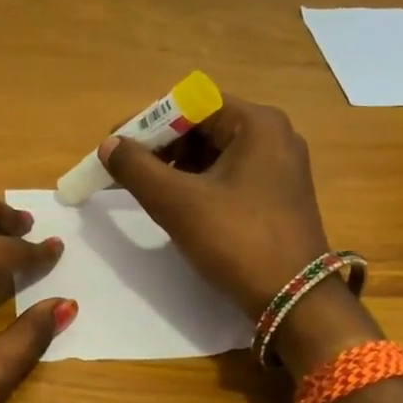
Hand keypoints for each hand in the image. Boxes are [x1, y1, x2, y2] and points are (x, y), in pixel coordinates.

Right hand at [98, 96, 378, 373]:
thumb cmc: (237, 240)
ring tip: (142, 188)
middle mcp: (273, 135)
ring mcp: (279, 166)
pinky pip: (228, 174)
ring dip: (174, 165)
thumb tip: (108, 145)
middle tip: (124, 169)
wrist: (294, 299)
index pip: (191, 103)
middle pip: (203, 125)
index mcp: (257, 124)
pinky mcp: (277, 194)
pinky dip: (196, 182)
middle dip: (159, 144)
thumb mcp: (178, 202)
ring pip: (214, 151)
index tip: (115, 145)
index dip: (147, 121)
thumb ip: (136, 168)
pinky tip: (174, 202)